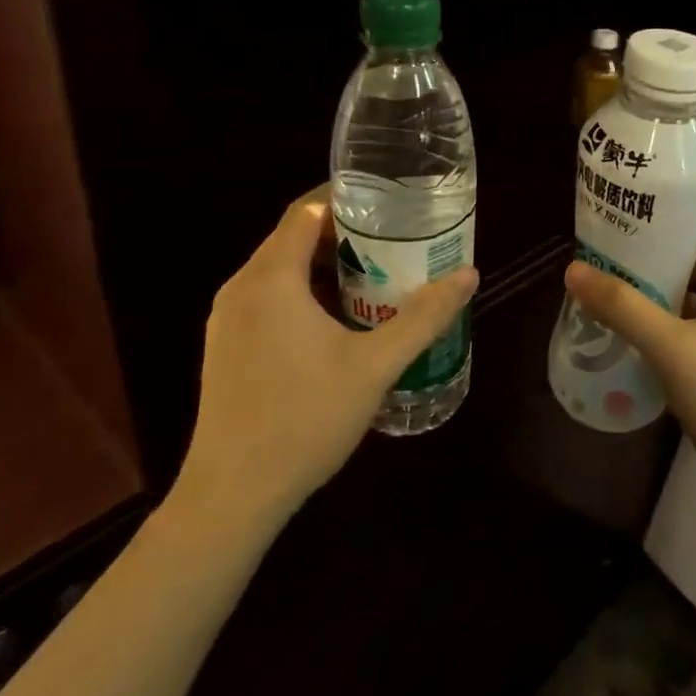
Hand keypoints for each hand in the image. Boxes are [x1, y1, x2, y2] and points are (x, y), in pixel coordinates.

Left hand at [176, 187, 478, 525]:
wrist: (231, 497)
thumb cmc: (304, 420)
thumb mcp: (376, 366)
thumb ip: (424, 317)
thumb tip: (468, 275)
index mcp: (271, 279)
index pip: (305, 211)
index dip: (346, 198)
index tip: (389, 201)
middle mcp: (242, 288)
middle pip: (294, 238)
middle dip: (345, 234)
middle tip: (396, 241)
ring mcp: (228, 320)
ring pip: (281, 271)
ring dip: (326, 266)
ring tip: (378, 276)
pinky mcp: (226, 347)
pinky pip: (269, 298)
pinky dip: (304, 293)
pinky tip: (340, 321)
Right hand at [563, 198, 695, 510]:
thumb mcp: (671, 351)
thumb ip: (623, 307)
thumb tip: (573, 271)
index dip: (685, 203)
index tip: (641, 203)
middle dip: (673, 242)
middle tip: (624, 240)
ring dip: (681, 278)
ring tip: (631, 276)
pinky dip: (694, 308)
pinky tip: (656, 322)